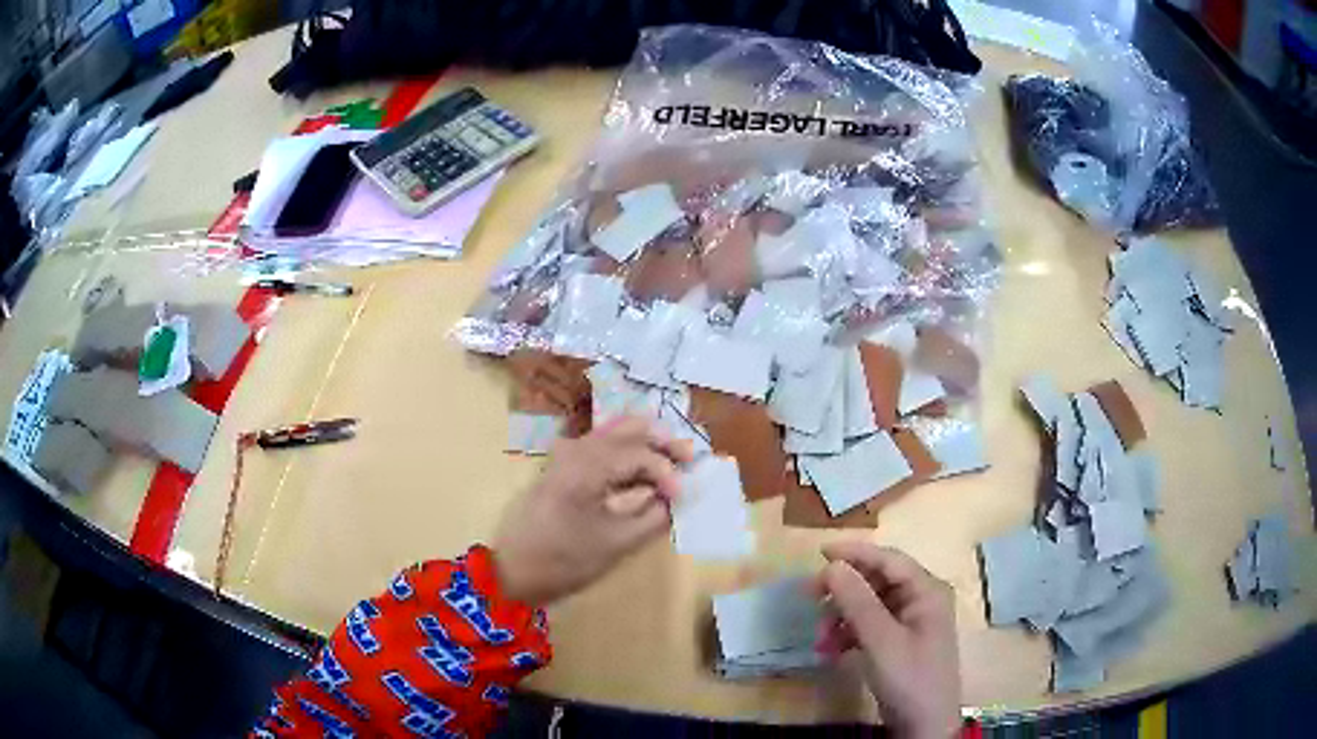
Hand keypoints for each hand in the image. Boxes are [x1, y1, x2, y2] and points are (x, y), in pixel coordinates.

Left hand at [492, 415, 692, 607]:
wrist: (513, 569)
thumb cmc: (564, 561)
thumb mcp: (616, 544)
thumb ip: (653, 517)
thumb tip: (677, 498)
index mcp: (586, 466)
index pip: (640, 454)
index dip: (668, 473)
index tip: (683, 497)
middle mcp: (576, 448)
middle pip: (629, 427)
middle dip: (663, 440)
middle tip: (691, 458)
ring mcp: (567, 452)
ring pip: (617, 432)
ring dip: (648, 442)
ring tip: (675, 461)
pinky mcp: (564, 463)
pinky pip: (604, 445)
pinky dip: (630, 451)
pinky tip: (646, 469)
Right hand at [813, 542, 960, 738]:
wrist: (923, 724)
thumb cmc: (909, 677)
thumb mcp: (881, 640)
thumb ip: (857, 601)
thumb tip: (832, 565)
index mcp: (926, 591)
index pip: (888, 559)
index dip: (854, 553)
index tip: (818, 553)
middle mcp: (921, 600)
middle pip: (877, 581)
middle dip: (844, 592)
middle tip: (811, 599)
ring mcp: (910, 622)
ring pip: (869, 605)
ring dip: (842, 618)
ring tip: (820, 639)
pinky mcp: (899, 643)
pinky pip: (870, 627)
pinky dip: (849, 634)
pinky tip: (831, 650)